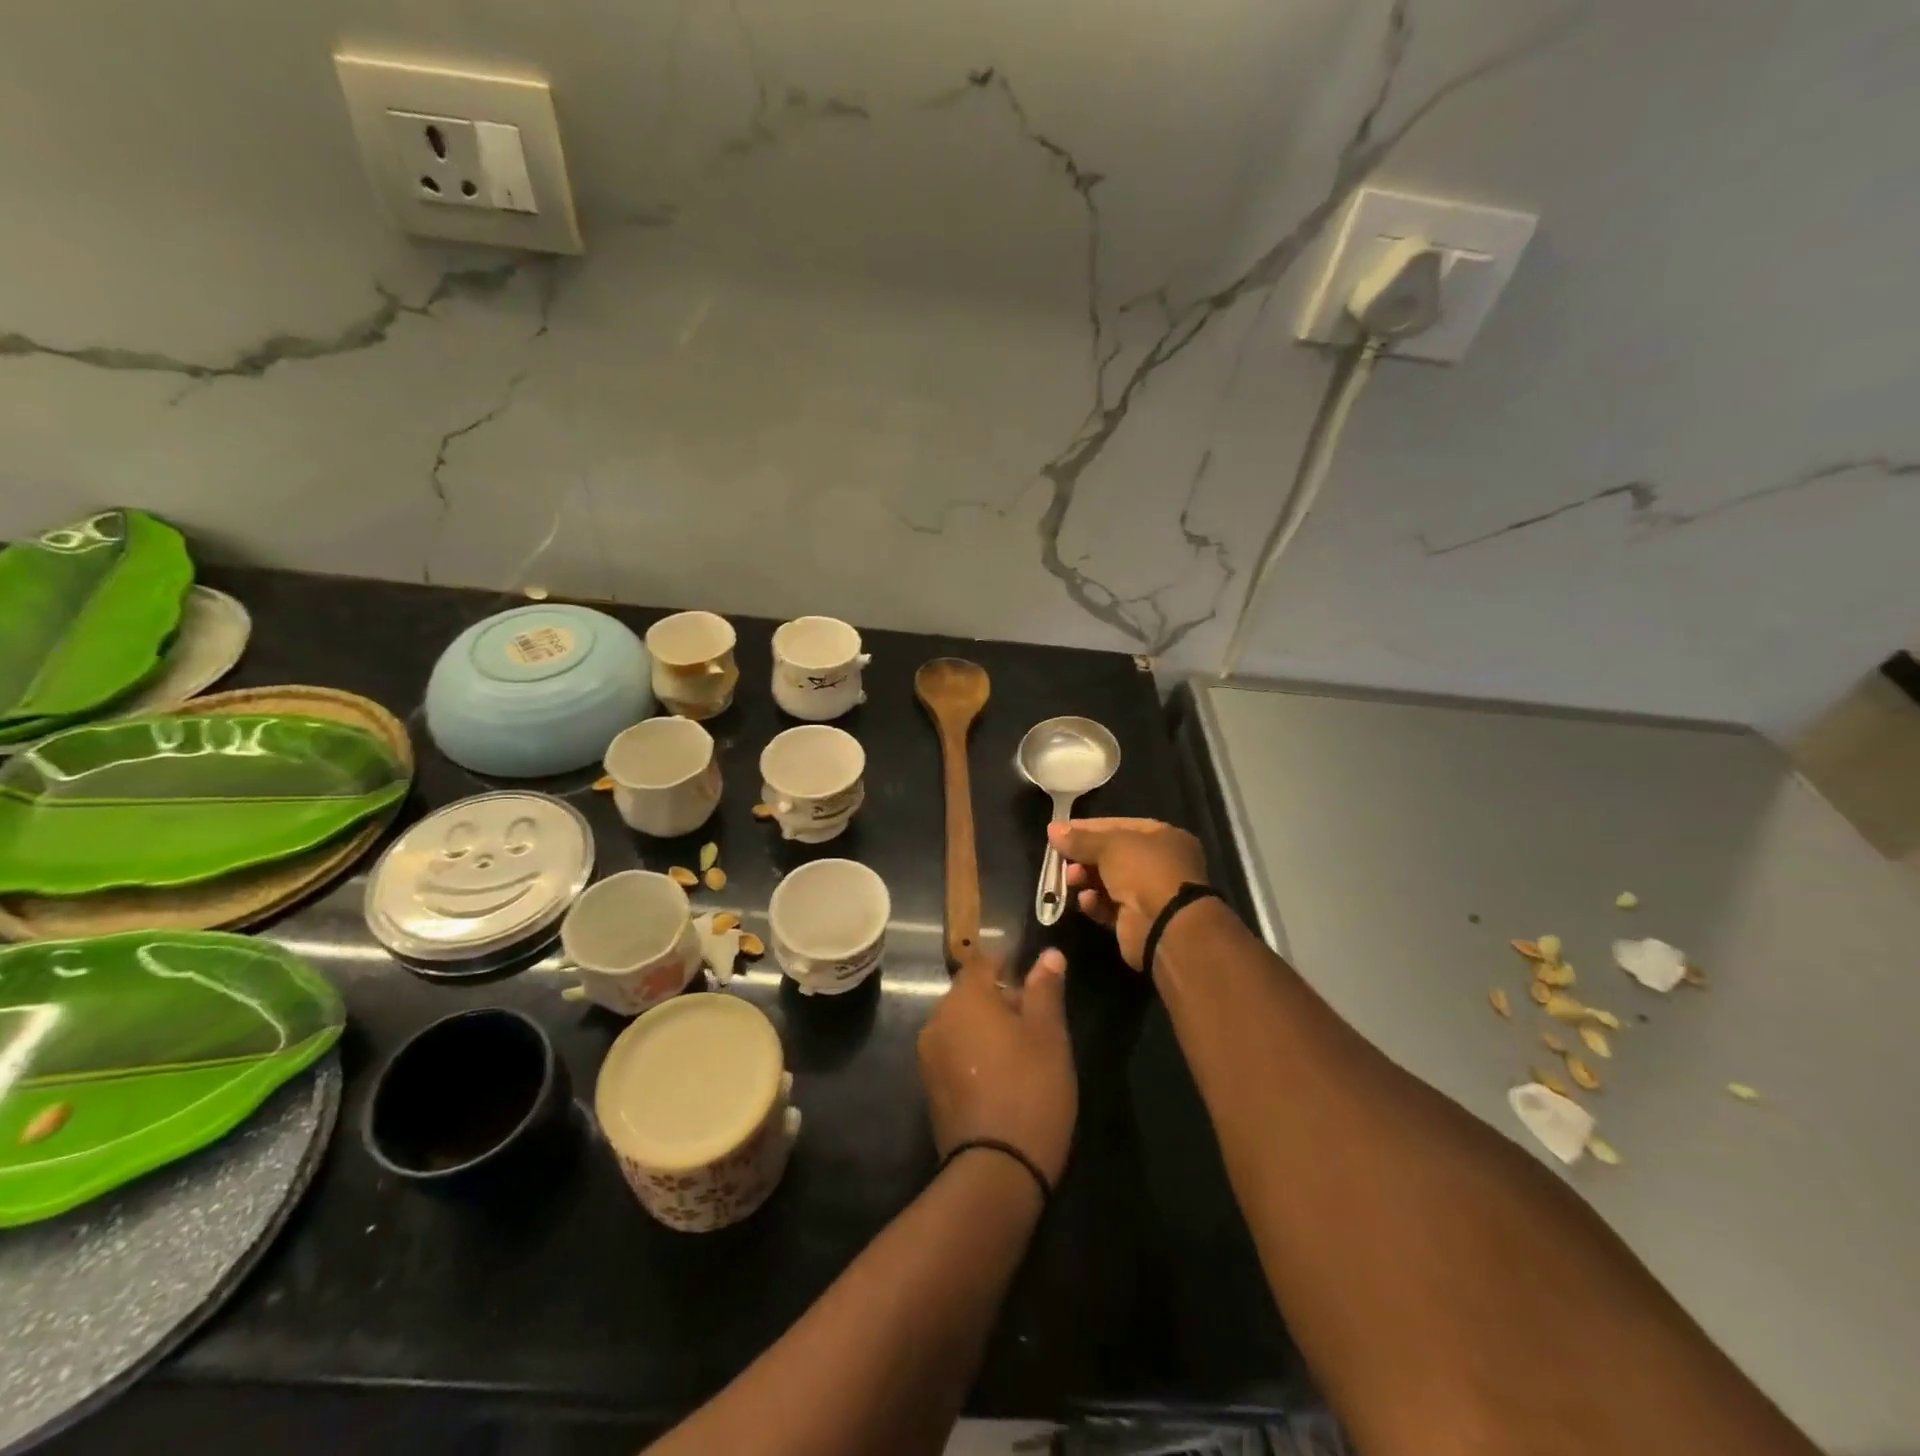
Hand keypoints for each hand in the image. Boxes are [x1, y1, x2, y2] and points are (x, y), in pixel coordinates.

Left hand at [917, 949, 1075, 1184]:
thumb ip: (1045, 989)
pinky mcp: (930, 1087)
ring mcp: (929, 1055)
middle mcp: (938, 1019)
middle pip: (970, 993)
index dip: (1009, 964)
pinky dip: (975, 1054)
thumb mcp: (1049, 1034)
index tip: (1035, 981)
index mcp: (964, 998)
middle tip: (1037, 1022)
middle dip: (1001, 998)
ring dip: (987, 1028)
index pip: (983, 962)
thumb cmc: (1030, 1088)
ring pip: (962, 1024)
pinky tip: (1002, 1077)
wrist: (997, 1170)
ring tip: (1023, 1053)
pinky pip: (954, 1053)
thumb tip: (1049, 954)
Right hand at [1050, 818, 1207, 970]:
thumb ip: (1080, 838)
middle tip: (1060, 858)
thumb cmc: (1144, 871)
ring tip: (1071, 879)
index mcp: (1164, 838)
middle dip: (1084, 857)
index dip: (1089, 828)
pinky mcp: (1137, 922)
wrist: (1165, 926)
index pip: (1121, 826)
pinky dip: (1095, 903)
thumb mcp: (1109, 846)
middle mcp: (1160, 864)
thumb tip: (1052, 829)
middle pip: (1113, 855)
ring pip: (1108, 883)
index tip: (1060, 831)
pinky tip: (1085, 901)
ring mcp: (1150, 894)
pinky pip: (1109, 908)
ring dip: (1086, 879)